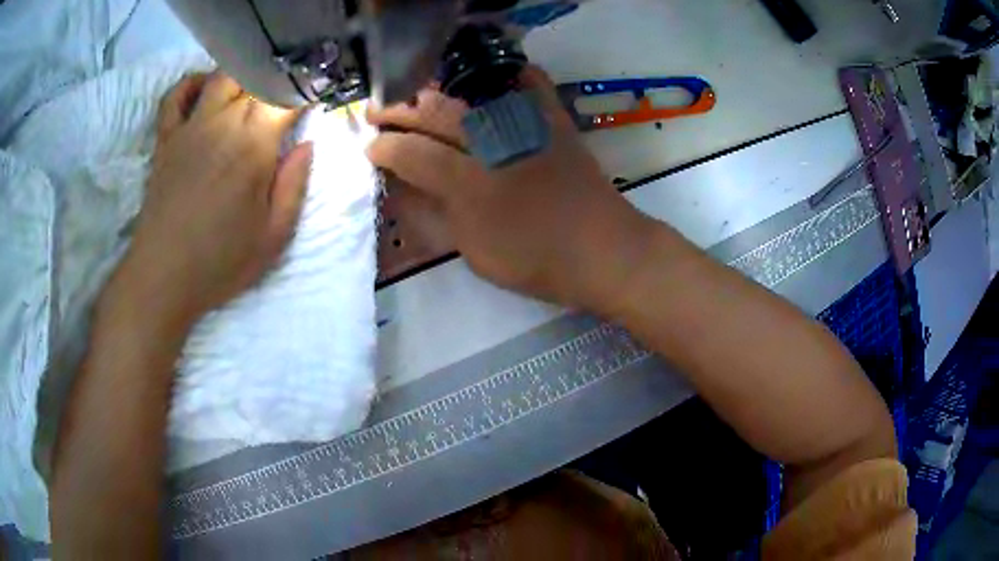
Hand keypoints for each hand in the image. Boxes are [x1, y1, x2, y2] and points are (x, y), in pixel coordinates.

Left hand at [108, 72, 312, 328]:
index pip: (286, 99)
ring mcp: (190, 127)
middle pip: (256, 80)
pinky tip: (204, 89)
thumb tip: (306, 145)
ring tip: (251, 91)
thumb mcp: (273, 237)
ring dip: (241, 76)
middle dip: (277, 83)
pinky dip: (191, 83)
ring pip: (221, 77)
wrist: (163, 277)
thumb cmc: (220, 262)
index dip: (303, 94)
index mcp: (254, 147)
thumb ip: (295, 186)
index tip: (313, 101)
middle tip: (284, 100)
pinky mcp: (166, 138)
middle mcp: (223, 124)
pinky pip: (175, 96)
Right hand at [366, 67, 653, 311]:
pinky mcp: (554, 121)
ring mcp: (526, 126)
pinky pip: (529, 83)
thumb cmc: (535, 260)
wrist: (603, 251)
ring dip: (435, 91)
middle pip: (435, 115)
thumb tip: (405, 188)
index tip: (370, 148)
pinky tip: (486, 73)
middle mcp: (493, 144)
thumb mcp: (474, 251)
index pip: (411, 154)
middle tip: (377, 113)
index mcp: (469, 184)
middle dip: (398, 111)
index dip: (384, 148)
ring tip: (414, 94)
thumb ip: (436, 216)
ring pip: (469, 95)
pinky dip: (506, 73)